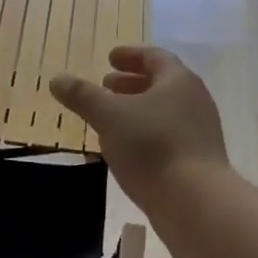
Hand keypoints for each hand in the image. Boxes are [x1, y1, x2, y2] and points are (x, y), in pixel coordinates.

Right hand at [50, 46, 228, 202]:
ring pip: (165, 111)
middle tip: (106, 85)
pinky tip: (127, 148)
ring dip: (137, 109)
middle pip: (161, 84)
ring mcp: (200, 132)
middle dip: (131, 83)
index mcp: (178, 81)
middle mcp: (195, 101)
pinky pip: (169, 135)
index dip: (131, 55)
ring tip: (111, 117)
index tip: (110, 58)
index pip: (155, 57)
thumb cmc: (152, 146)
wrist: (195, 201)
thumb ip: (83, 96)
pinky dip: (146, 132)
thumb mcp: (109, 116)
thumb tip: (57, 79)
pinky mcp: (198, 160)